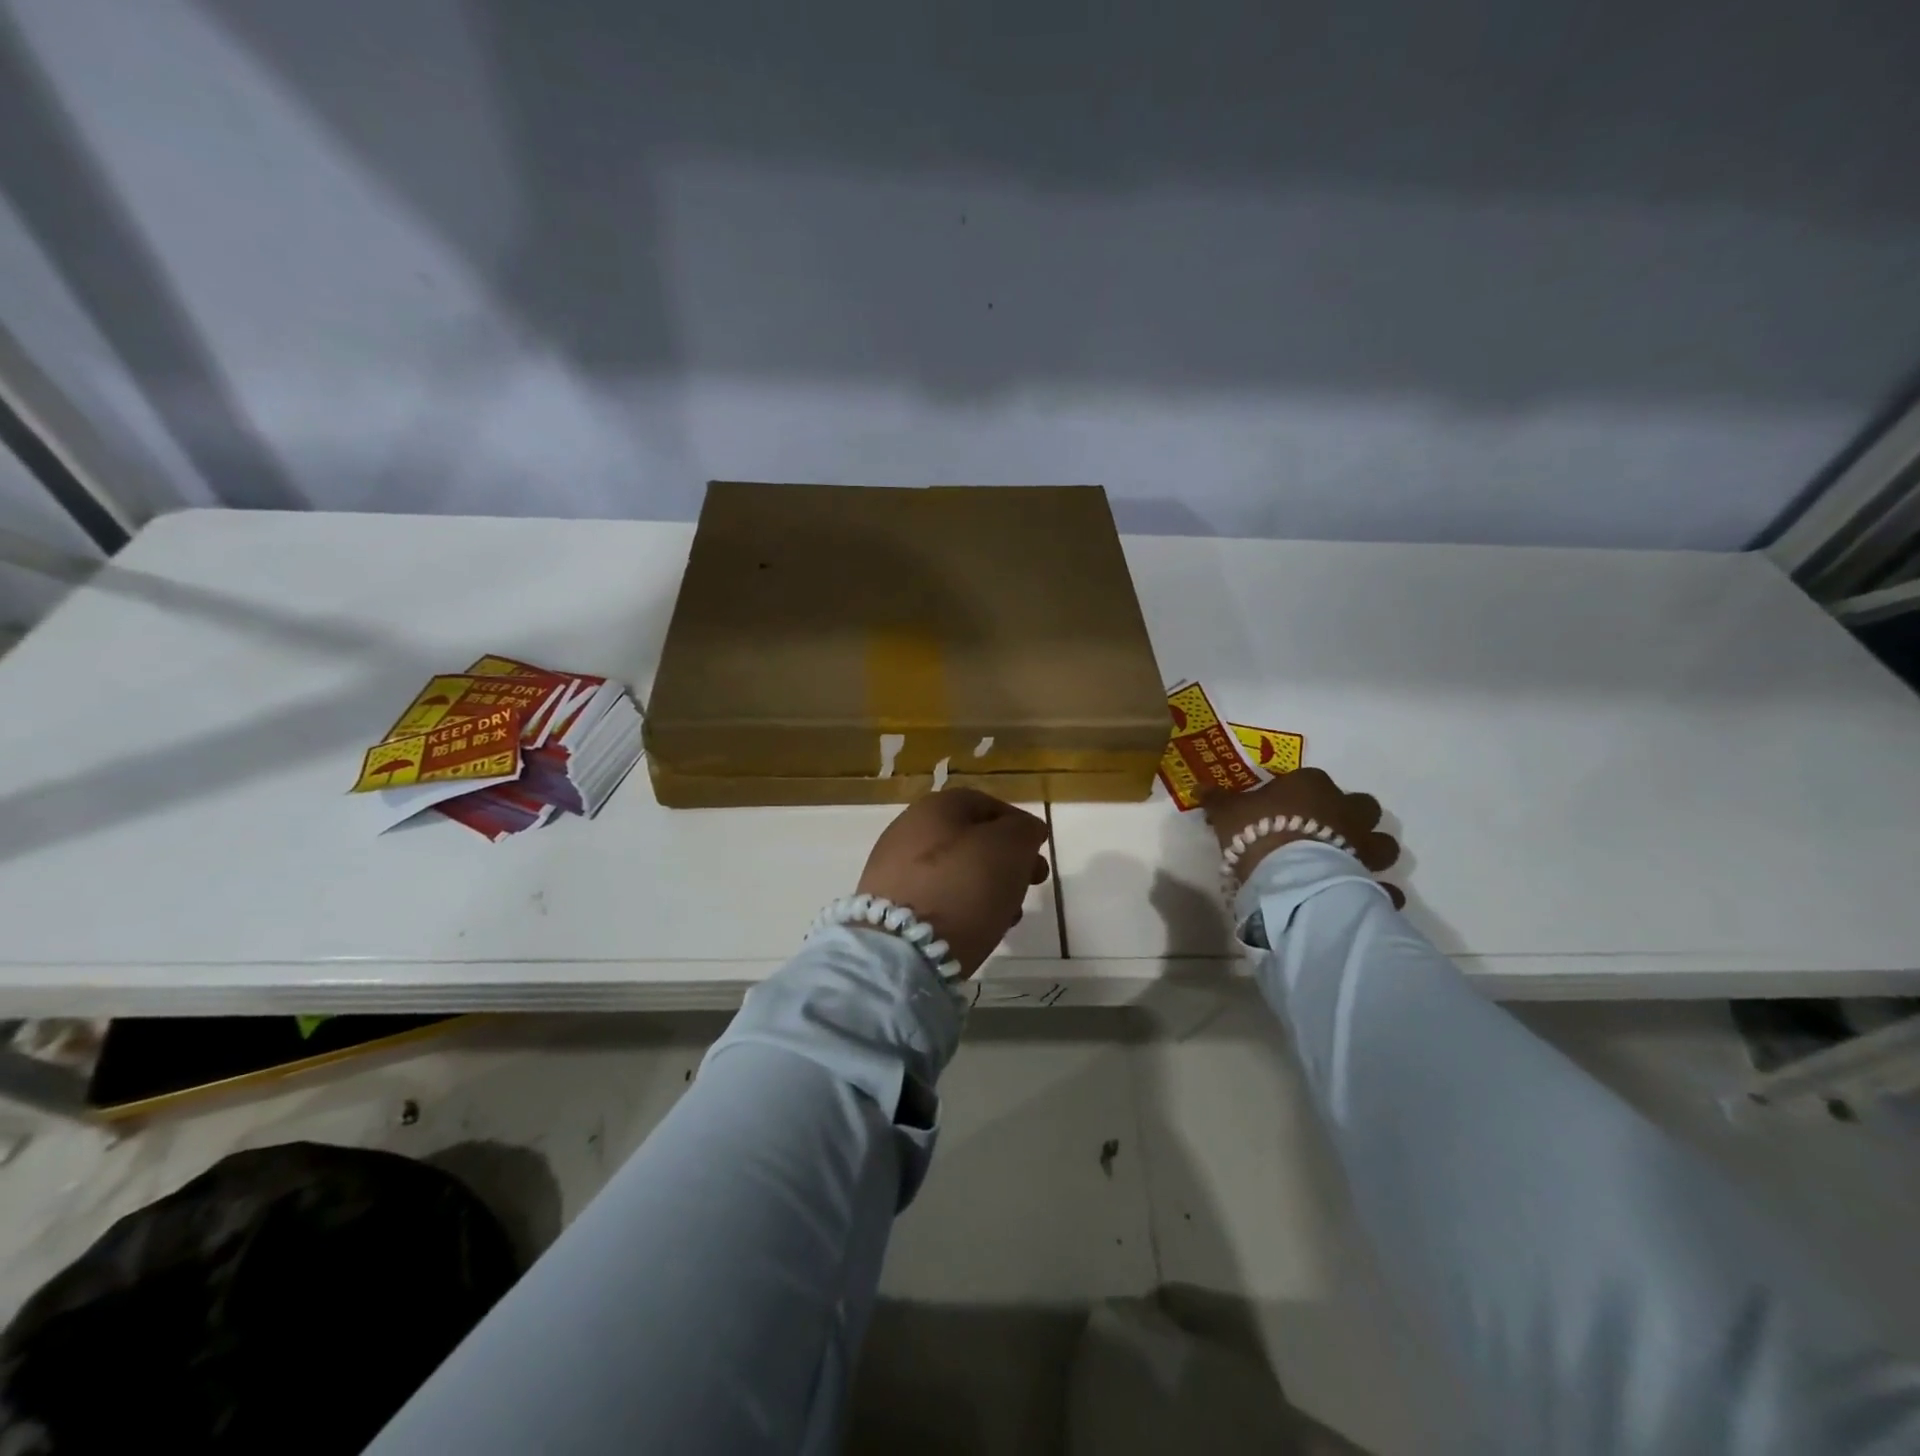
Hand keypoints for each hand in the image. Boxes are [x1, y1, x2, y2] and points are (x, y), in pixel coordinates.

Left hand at [856, 788, 1051, 977]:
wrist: (901, 948)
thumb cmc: (963, 886)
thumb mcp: (1010, 848)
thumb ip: (1024, 831)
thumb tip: (1025, 830)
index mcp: (935, 806)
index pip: (985, 804)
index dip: (1017, 824)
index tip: (1039, 850)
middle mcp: (908, 829)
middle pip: (969, 838)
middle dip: (1005, 860)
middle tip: (1032, 883)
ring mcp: (893, 868)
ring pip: (954, 870)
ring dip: (987, 887)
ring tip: (1009, 915)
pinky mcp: (888, 905)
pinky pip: (935, 897)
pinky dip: (960, 907)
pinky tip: (977, 928)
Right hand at [1203, 768, 1404, 907]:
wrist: (1288, 873)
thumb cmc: (1257, 830)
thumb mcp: (1227, 811)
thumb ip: (1217, 799)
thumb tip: (1199, 787)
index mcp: (1311, 785)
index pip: (1310, 780)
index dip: (1298, 794)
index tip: (1281, 809)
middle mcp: (1345, 809)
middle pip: (1360, 805)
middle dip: (1350, 816)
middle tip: (1324, 832)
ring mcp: (1363, 844)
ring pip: (1383, 842)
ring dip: (1371, 850)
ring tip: (1348, 863)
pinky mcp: (1371, 877)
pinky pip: (1384, 887)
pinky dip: (1379, 891)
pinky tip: (1363, 897)